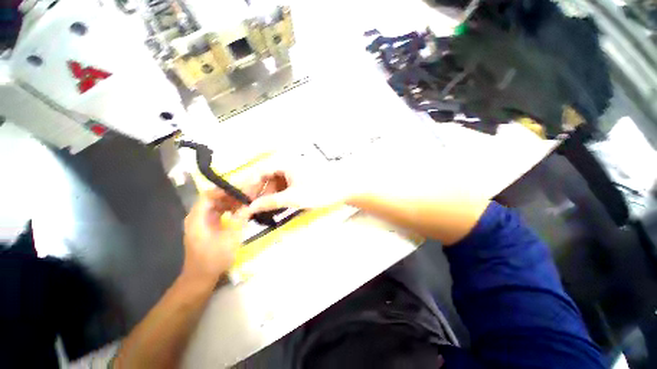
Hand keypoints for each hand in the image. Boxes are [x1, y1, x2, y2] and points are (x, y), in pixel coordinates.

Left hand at [182, 189, 251, 283]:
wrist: (200, 278)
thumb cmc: (213, 259)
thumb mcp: (230, 239)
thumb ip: (240, 219)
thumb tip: (250, 204)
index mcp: (197, 218)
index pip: (208, 195)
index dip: (224, 191)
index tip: (241, 191)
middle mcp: (197, 217)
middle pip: (212, 199)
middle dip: (230, 196)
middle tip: (247, 195)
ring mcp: (201, 222)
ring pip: (216, 205)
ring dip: (230, 202)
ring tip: (246, 202)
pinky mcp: (206, 226)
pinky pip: (217, 212)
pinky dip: (228, 210)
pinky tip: (240, 211)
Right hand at [239, 162, 358, 218]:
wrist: (342, 189)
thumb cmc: (319, 191)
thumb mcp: (293, 198)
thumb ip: (270, 202)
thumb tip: (251, 208)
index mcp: (283, 162)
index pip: (257, 172)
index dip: (246, 187)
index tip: (239, 200)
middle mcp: (285, 162)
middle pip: (264, 177)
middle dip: (257, 193)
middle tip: (249, 208)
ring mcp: (292, 169)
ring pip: (273, 182)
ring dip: (267, 195)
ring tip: (261, 209)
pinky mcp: (297, 176)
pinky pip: (282, 184)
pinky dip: (277, 194)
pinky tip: (274, 204)